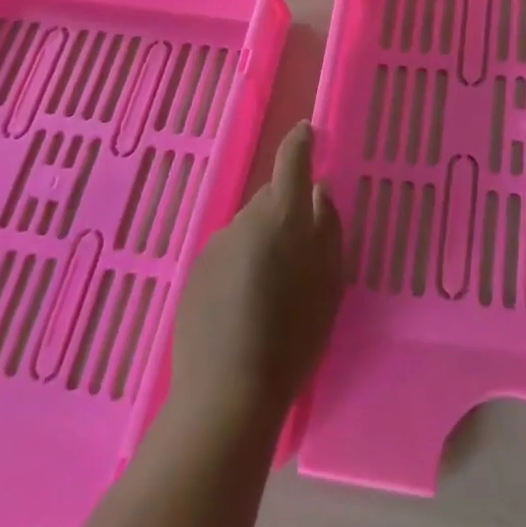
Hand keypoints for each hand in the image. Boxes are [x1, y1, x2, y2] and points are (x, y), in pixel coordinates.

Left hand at [166, 122, 344, 436]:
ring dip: (262, 241)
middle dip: (286, 210)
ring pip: (248, 227)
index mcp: (283, 215)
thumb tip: (319, 192)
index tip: (308, 131)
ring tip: (273, 288)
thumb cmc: (293, 338)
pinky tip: (245, 305)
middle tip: (301, 248)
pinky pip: (228, 253)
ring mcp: (215, 245)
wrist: (226, 395)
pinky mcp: (195, 272)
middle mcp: (244, 219)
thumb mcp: (330, 283)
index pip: (292, 159)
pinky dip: (240, 264)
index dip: (301, 141)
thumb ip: (328, 228)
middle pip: (269, 197)